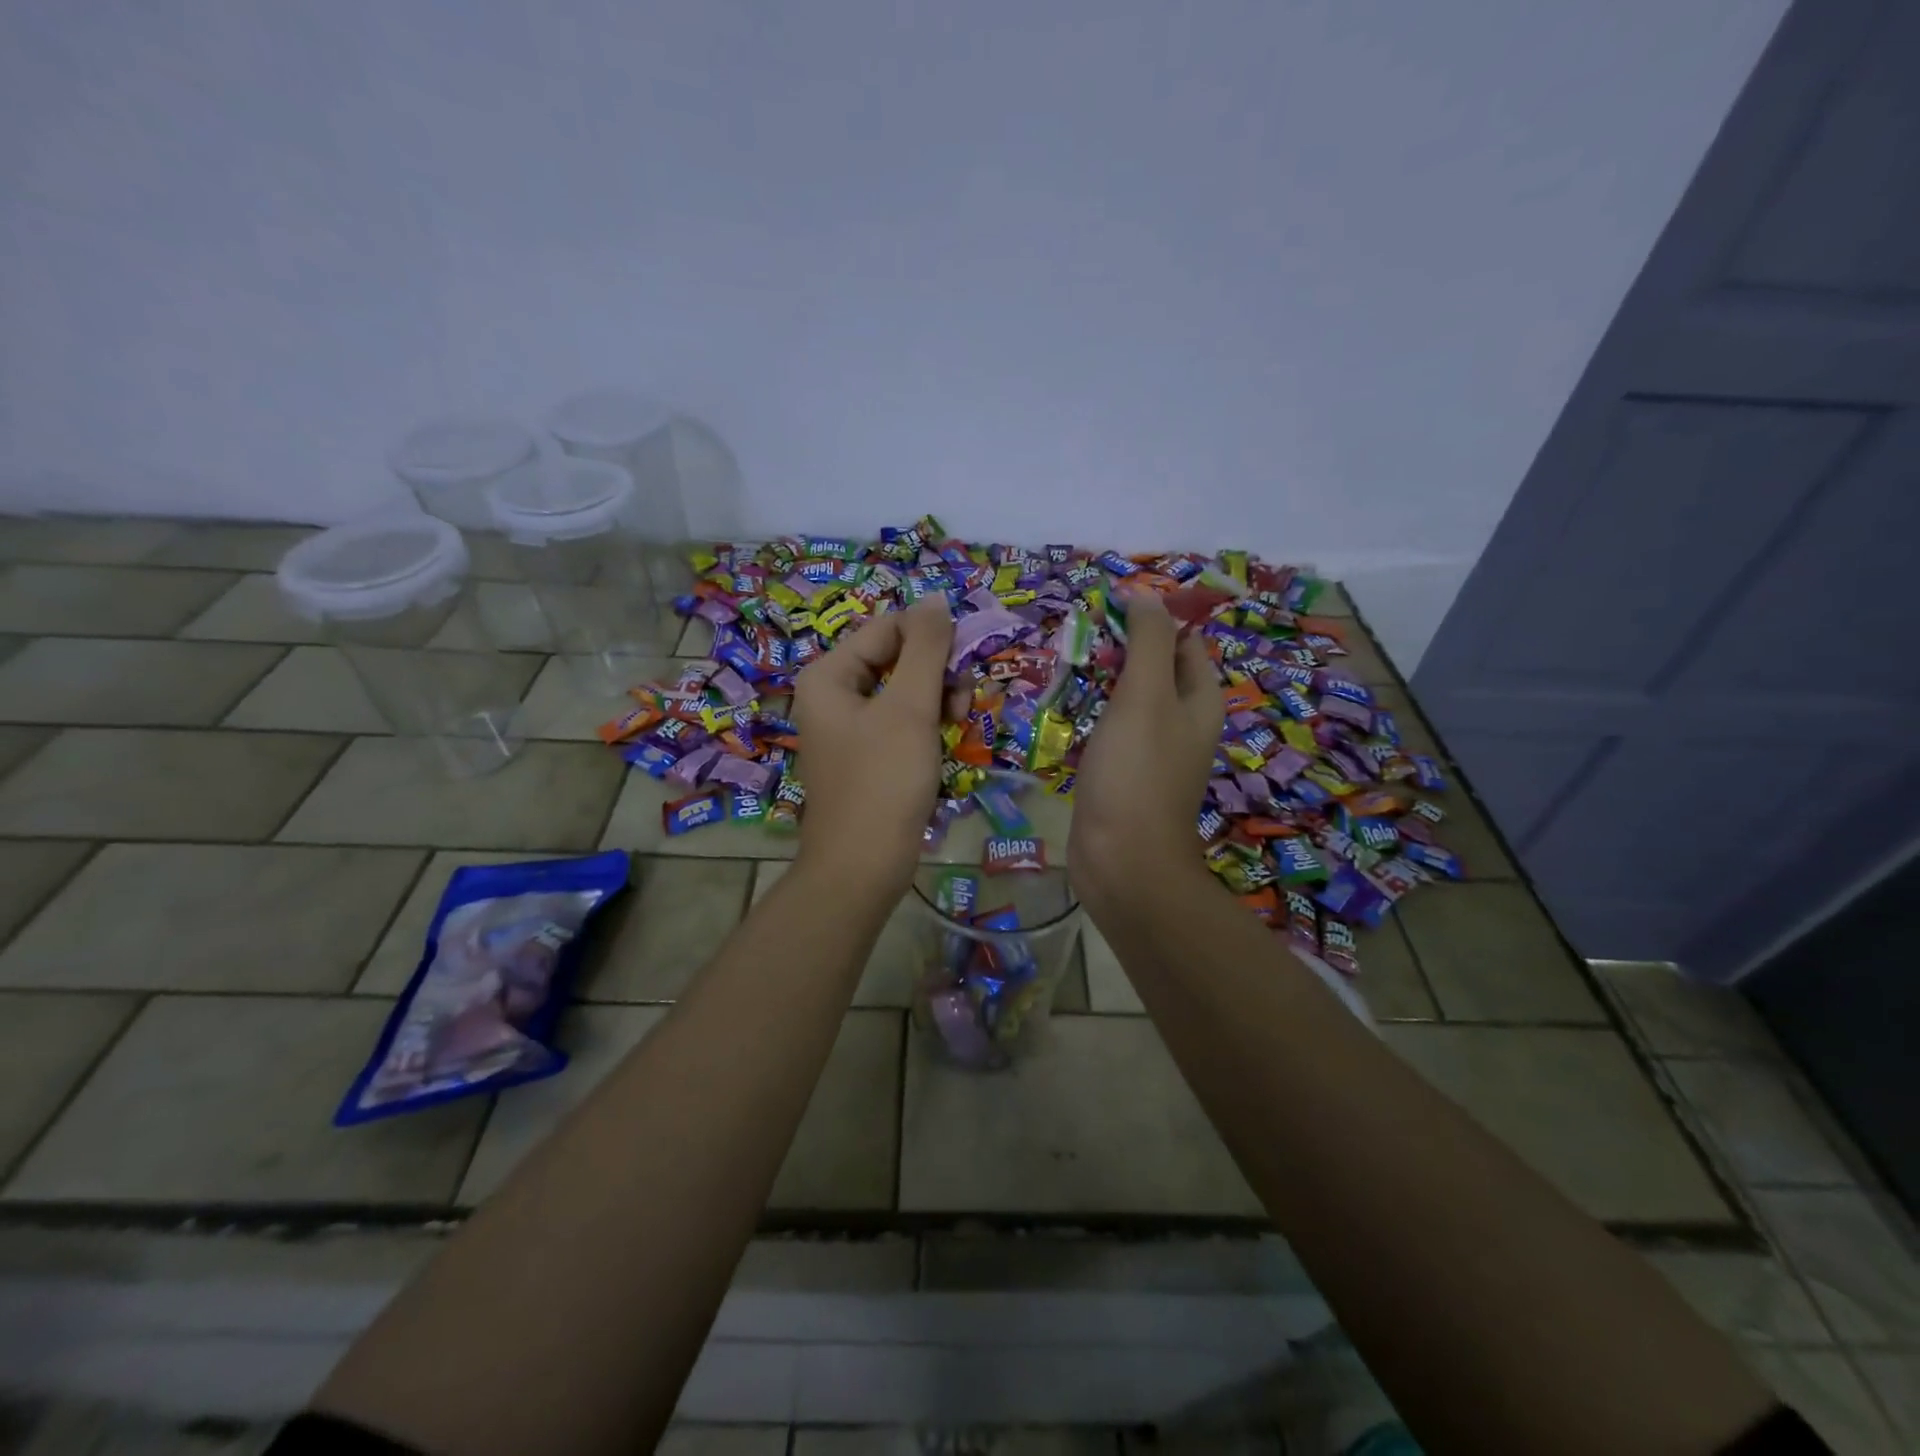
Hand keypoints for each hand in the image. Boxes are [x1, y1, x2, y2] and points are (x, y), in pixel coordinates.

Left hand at [792, 596, 954, 897]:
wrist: (863, 866)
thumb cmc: (883, 781)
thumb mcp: (909, 708)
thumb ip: (925, 648)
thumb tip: (935, 599)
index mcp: (829, 674)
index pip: (888, 628)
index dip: (931, 640)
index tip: (962, 668)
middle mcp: (833, 694)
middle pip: (897, 657)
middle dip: (936, 675)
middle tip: (960, 703)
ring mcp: (849, 727)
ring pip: (905, 690)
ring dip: (938, 700)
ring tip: (957, 725)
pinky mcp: (867, 754)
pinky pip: (902, 721)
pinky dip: (927, 726)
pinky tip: (944, 744)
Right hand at [1068, 587, 1223, 906]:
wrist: (1123, 862)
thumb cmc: (1137, 774)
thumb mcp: (1145, 696)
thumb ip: (1148, 643)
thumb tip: (1146, 596)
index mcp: (1198, 702)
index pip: (1184, 644)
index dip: (1153, 621)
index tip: (1107, 608)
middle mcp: (1181, 724)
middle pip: (1154, 670)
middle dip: (1120, 649)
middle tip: (1076, 635)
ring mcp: (1150, 753)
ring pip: (1127, 702)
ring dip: (1099, 682)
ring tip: (1060, 663)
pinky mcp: (1121, 776)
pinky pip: (1107, 733)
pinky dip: (1088, 716)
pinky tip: (1059, 710)